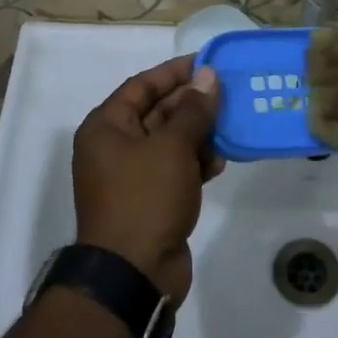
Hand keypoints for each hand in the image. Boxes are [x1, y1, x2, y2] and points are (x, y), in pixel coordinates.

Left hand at [72, 55, 222, 303]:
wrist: (133, 275)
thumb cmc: (146, 198)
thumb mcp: (172, 147)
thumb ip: (193, 110)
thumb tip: (208, 76)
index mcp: (107, 127)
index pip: (142, 85)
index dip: (174, 72)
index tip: (207, 62)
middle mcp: (114, 147)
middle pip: (157, 112)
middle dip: (192, 103)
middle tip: (228, 92)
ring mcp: (132, 176)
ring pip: (170, 141)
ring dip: (198, 133)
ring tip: (230, 126)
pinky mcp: (150, 200)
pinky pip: (175, 169)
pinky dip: (196, 162)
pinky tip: (219, 162)